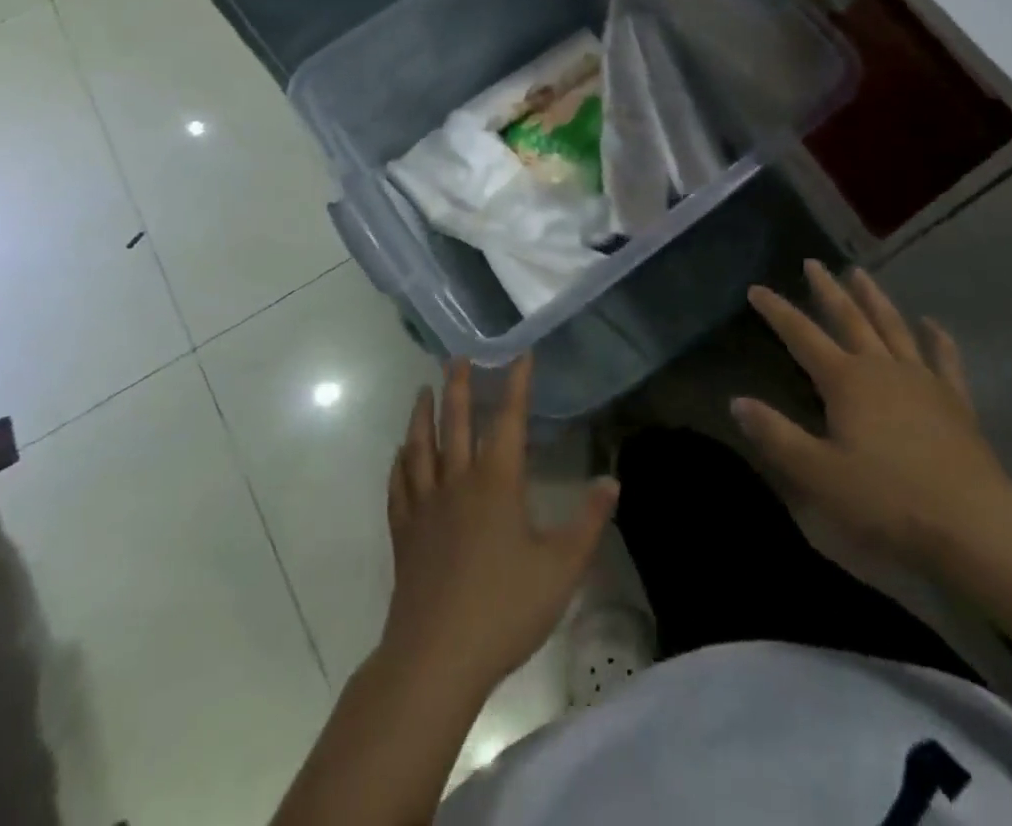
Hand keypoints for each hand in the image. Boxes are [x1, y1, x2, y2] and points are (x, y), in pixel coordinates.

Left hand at [382, 352, 617, 694]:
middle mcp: (458, 481)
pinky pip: (399, 486)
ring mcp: (426, 506)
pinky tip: (399, 455)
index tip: (520, 354)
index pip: (509, 420)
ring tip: (423, 391)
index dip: (517, 384)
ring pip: (420, 446)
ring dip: (422, 415)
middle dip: (459, 386)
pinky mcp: (404, 533)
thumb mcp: (562, 567)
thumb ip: (588, 521)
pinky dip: (399, 463)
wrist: (436, 657)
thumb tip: (612, 481)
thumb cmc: (505, 608)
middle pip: (456, 422)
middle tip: (457, 356)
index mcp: (497, 482)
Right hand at [734, 260, 1011, 573]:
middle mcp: (881, 368)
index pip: (801, 336)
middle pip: (849, 318)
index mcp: (845, 381)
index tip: (756, 288)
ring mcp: (922, 380)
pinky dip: (937, 338)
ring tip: (860, 274)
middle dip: (827, 290)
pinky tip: (932, 323)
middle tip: (813, 262)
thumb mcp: (818, 474)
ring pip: (893, 327)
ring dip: (874, 299)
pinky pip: (944, 359)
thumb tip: (736, 402)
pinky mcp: (955, 401)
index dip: (777, 311)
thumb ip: (776, 435)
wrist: (974, 524)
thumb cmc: (887, 500)